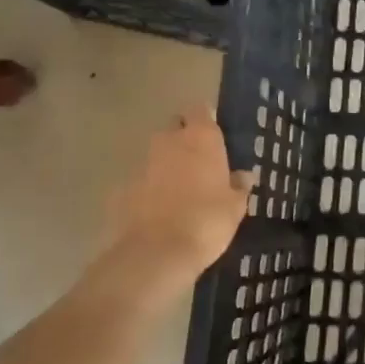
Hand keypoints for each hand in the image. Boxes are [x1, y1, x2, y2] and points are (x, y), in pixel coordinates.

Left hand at [103, 110, 252, 274]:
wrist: (156, 253)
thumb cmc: (207, 221)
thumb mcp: (235, 206)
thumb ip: (238, 186)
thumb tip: (243, 175)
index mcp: (201, 139)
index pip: (200, 110)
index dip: (206, 118)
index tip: (214, 132)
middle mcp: (168, 142)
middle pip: (174, 127)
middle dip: (184, 138)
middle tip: (200, 161)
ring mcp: (141, 164)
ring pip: (156, 154)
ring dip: (166, 165)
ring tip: (181, 190)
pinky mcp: (122, 188)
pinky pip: (141, 181)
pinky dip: (149, 189)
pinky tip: (160, 211)